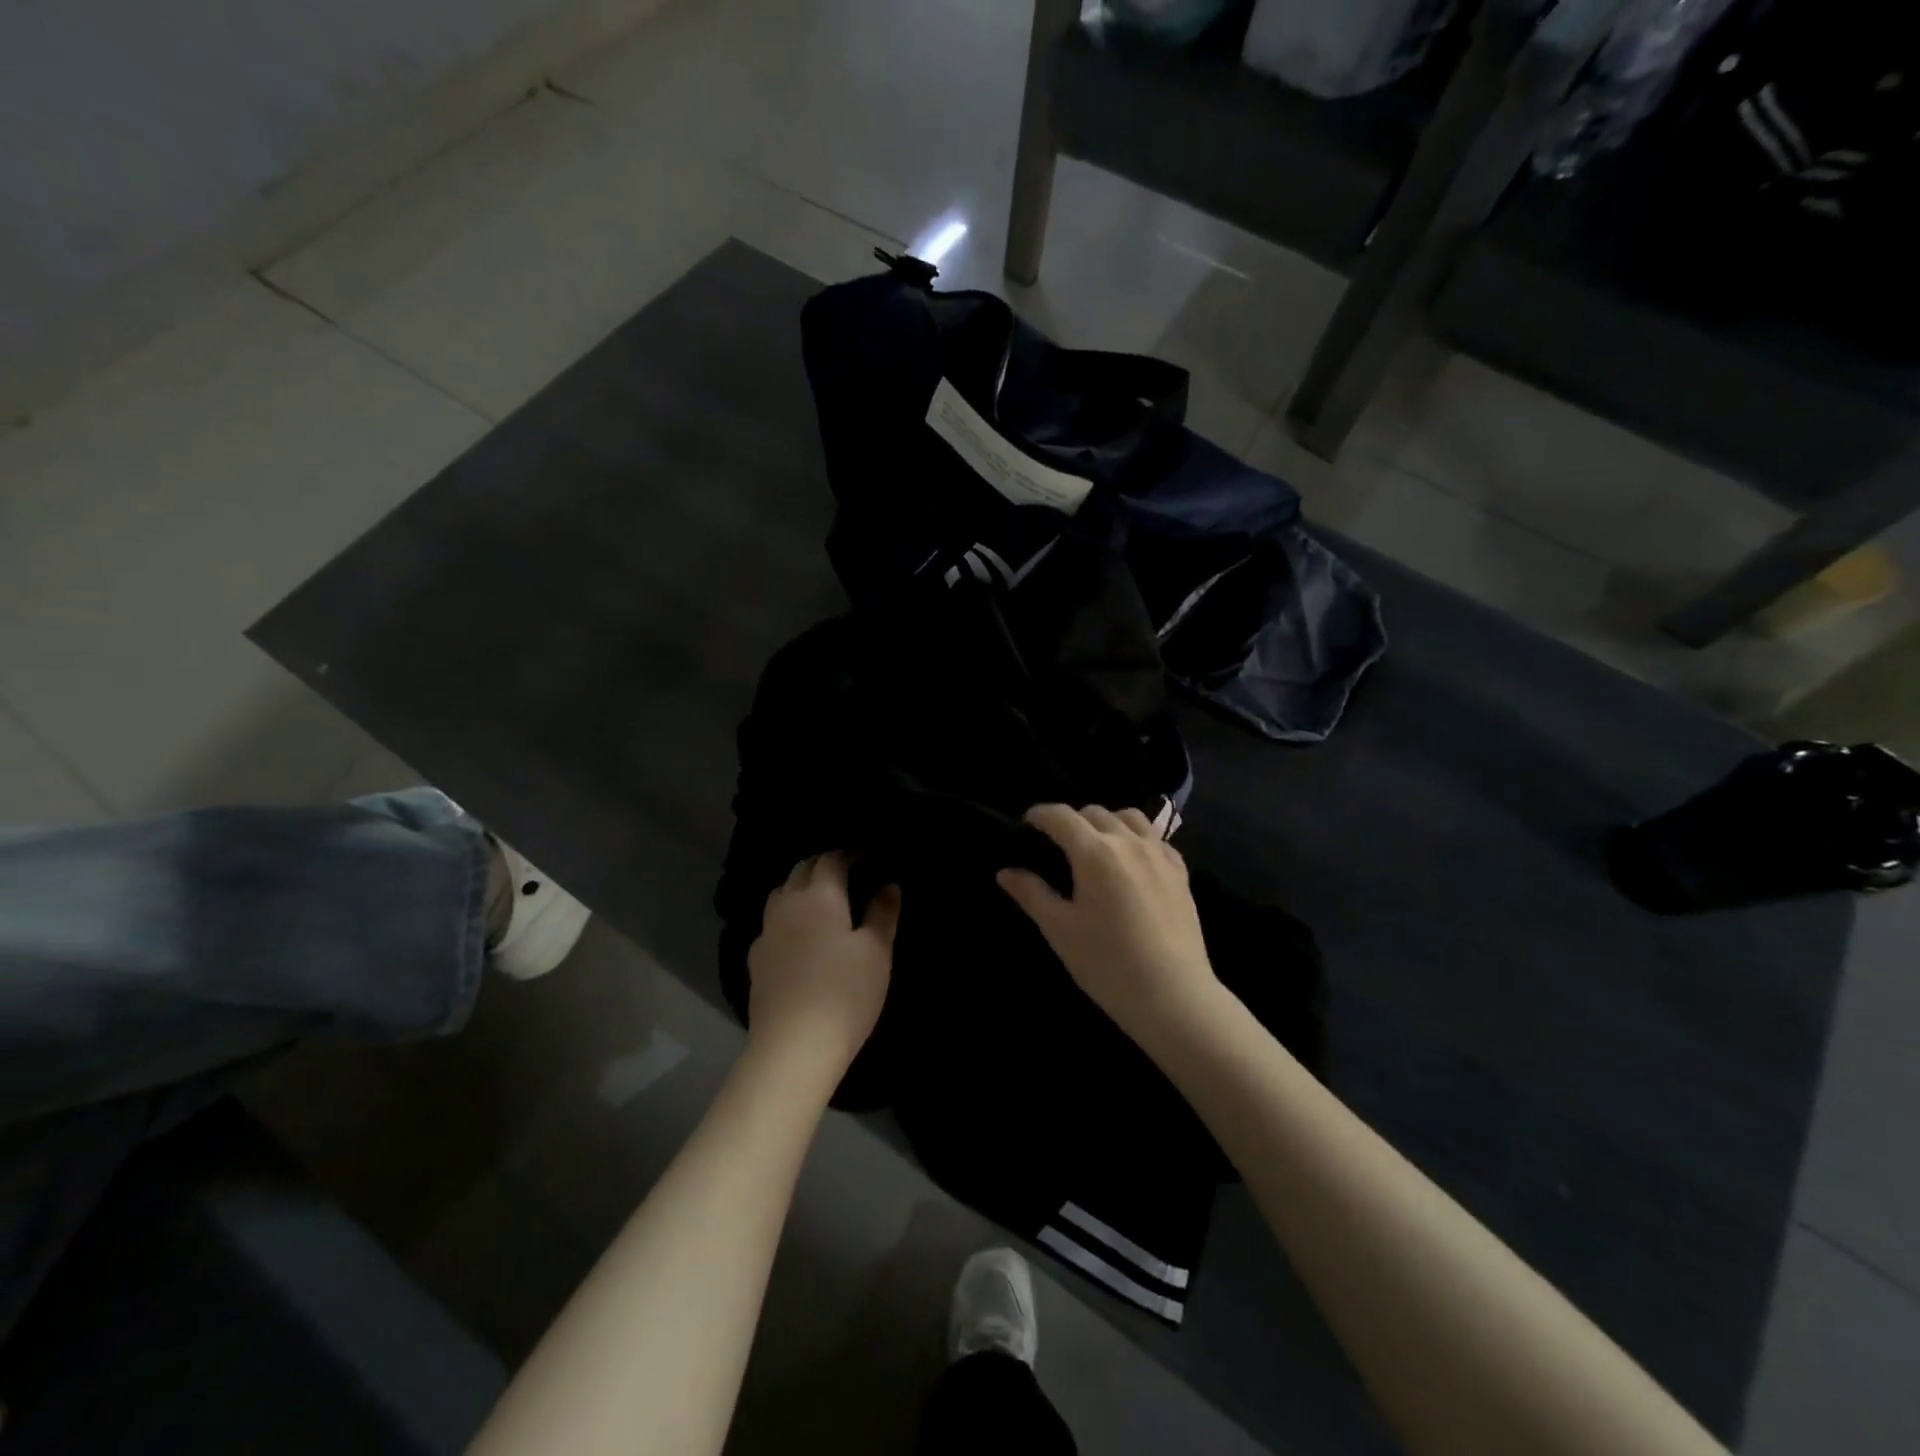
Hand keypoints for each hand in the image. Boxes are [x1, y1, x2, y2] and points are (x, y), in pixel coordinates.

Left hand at [747, 852, 899, 1071]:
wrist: (793, 1048)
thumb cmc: (845, 993)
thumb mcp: (877, 952)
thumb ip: (883, 913)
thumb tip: (889, 885)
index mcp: (819, 896)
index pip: (831, 859)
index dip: (849, 854)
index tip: (867, 858)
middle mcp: (787, 905)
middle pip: (801, 870)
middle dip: (822, 865)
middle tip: (847, 875)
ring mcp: (766, 933)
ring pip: (780, 895)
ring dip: (799, 888)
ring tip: (821, 902)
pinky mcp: (755, 961)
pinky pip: (771, 925)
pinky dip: (787, 920)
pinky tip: (798, 939)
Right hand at [998, 805, 1219, 1043]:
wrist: (1173, 995)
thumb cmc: (1107, 963)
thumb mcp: (1060, 930)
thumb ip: (1032, 894)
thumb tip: (1006, 872)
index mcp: (1095, 852)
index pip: (1061, 816)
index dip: (1040, 814)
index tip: (1027, 823)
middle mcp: (1128, 842)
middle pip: (1095, 812)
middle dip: (1072, 819)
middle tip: (1058, 843)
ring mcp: (1160, 854)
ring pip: (1130, 817)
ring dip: (1107, 821)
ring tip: (1097, 844)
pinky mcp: (1181, 872)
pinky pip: (1156, 838)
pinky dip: (1138, 838)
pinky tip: (1132, 860)